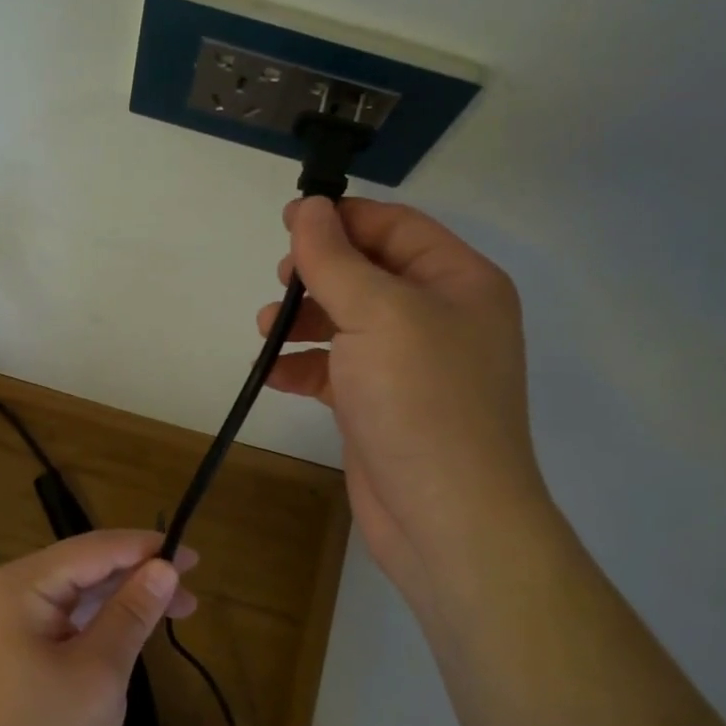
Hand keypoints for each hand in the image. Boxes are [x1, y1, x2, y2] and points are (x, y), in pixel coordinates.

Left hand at [0, 530, 198, 725]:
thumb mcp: (98, 673)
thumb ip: (133, 613)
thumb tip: (166, 567)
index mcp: (23, 584)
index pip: (95, 548)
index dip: (147, 548)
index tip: (194, 557)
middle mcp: (9, 589)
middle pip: (85, 565)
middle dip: (138, 573)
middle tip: (191, 588)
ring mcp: (5, 619)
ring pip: (76, 591)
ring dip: (122, 597)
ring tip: (175, 608)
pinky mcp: (10, 646)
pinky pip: (63, 616)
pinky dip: (99, 620)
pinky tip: (130, 628)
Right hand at [259, 197, 547, 597]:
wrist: (446, 518)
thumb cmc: (421, 400)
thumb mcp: (377, 313)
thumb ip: (335, 258)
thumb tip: (308, 207)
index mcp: (459, 281)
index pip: (396, 227)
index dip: (342, 218)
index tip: (287, 222)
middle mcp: (440, 317)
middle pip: (369, 272)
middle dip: (319, 273)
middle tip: (281, 281)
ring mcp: (411, 365)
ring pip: (349, 321)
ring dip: (305, 320)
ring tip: (265, 329)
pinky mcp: (383, 405)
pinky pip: (338, 369)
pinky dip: (305, 367)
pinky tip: (274, 374)